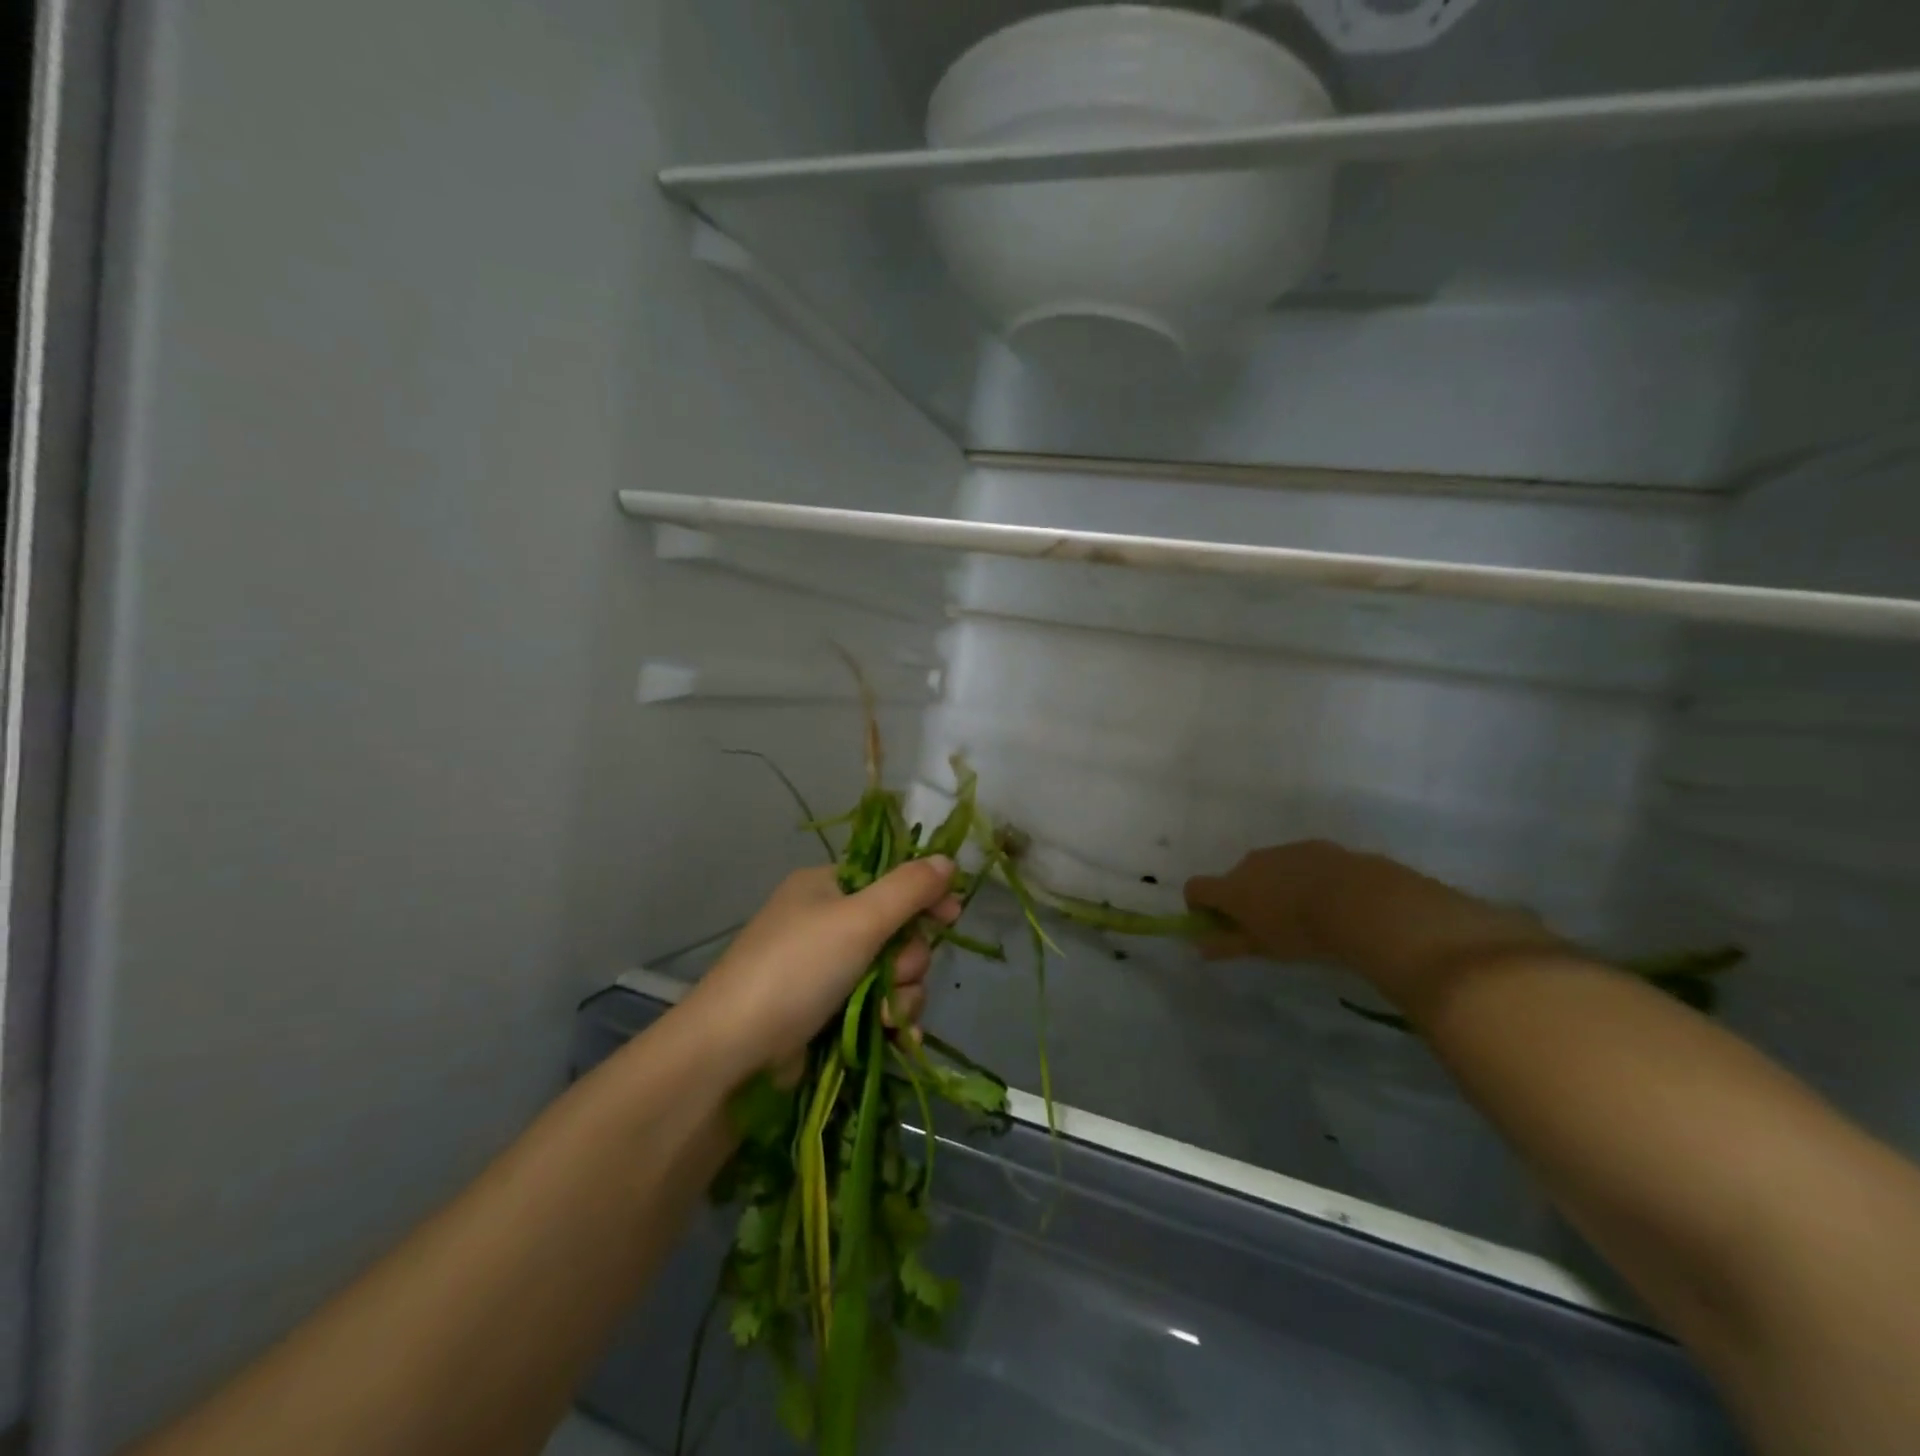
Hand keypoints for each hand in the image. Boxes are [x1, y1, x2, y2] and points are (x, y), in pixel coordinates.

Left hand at [684, 859, 959, 1079]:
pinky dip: (892, 1020)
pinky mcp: (828, 1014)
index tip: (952, 916)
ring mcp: (826, 972)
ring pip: (893, 974)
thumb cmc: (796, 970)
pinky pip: (878, 1007)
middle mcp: (826, 924)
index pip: (889, 879)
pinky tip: (900, 1037)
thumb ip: (909, 889)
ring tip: (887, 1016)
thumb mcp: (858, 920)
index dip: (923, 897)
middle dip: (909, 957)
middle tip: (897, 974)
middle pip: (897, 931)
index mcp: (826, 887)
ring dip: (903, 995)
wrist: (733, 1054)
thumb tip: (947, 860)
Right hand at [1185, 841, 1560, 1005]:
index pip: (1195, 888)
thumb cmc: (1302, 931)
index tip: (1218, 927)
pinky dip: (1302, 879)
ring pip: (1267, 869)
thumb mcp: (1263, 947)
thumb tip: (1199, 946)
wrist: (1361, 901)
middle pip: (1233, 878)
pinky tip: (1328, 901)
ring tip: (1303, 916)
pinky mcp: (1316, 847)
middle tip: (1266, 928)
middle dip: (1242, 900)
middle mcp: (1251, 862)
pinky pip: (1298, 863)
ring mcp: (1284, 850)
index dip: (1199, 907)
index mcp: (1232, 886)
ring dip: (1273, 888)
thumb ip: (1228, 945)